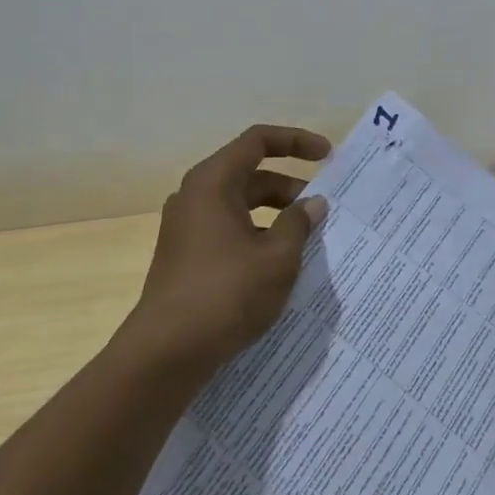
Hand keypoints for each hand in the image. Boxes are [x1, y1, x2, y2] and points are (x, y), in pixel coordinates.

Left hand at [124, 124, 331, 376]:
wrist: (166, 353)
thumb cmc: (226, 294)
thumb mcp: (277, 257)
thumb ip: (299, 223)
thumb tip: (312, 204)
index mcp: (213, 182)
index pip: (258, 141)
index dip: (296, 141)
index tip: (328, 156)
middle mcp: (195, 196)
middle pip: (250, 174)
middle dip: (290, 187)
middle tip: (323, 210)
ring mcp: (187, 227)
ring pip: (240, 205)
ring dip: (275, 215)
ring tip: (307, 240)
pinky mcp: (185, 255)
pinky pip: (229, 230)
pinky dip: (257, 235)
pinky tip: (278, 265)